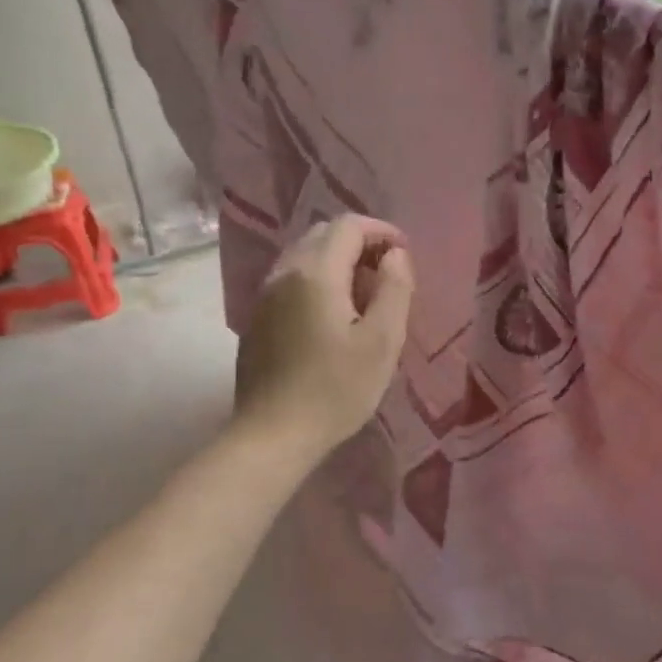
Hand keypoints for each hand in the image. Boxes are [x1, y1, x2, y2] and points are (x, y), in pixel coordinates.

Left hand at [233, 215, 414, 461]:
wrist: (272, 435)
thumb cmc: (336, 389)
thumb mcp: (382, 341)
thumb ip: (395, 288)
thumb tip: (395, 255)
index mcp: (315, 273)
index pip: (348, 225)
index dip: (381, 231)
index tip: (404, 255)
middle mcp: (284, 273)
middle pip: (323, 234)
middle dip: (360, 243)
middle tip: (388, 273)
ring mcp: (265, 296)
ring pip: (304, 256)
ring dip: (338, 261)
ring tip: (365, 294)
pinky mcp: (257, 319)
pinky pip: (292, 279)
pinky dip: (318, 279)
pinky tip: (334, 314)